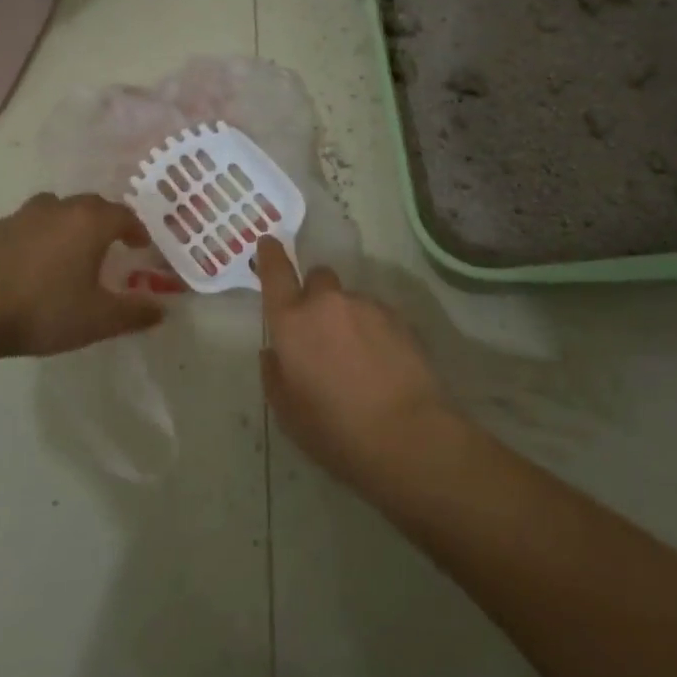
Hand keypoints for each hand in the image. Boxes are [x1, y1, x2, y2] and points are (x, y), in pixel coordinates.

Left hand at [0, 193, 163, 357]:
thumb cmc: (44, 310)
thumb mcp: (98, 319)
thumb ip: (134, 313)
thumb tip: (162, 311)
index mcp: (90, 223)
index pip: (124, 215)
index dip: (136, 229)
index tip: (140, 245)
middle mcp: (59, 209)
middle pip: (90, 205)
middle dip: (105, 221)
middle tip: (109, 244)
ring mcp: (22, 216)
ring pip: (55, 209)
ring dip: (68, 222)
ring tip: (69, 248)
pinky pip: (25, 225)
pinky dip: (37, 236)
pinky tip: (31, 264)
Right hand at [254, 236, 456, 485]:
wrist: (407, 434)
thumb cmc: (336, 430)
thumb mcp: (288, 413)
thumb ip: (275, 375)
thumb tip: (273, 353)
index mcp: (293, 323)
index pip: (276, 274)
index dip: (271, 255)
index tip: (269, 241)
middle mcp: (328, 303)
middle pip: (318, 278)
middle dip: (315, 294)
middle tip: (321, 329)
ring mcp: (367, 306)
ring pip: (349, 300)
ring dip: (347, 318)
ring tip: (359, 360)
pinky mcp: (399, 318)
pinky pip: (376, 315)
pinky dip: (373, 331)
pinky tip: (382, 364)